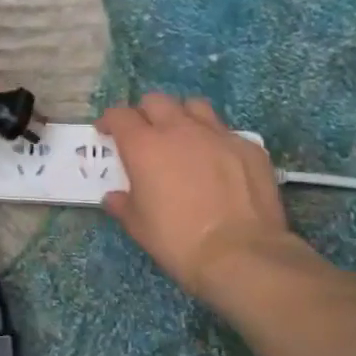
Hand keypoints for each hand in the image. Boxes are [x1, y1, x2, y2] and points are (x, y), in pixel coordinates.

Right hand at [98, 95, 293, 297]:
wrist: (240, 253)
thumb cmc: (178, 240)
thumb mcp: (139, 227)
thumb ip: (123, 204)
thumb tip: (114, 197)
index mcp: (145, 146)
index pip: (120, 116)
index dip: (110, 121)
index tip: (107, 132)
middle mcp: (180, 130)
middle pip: (156, 101)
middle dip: (145, 113)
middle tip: (145, 134)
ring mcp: (218, 134)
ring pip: (195, 107)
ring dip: (183, 117)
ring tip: (183, 138)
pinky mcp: (248, 147)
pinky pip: (227, 133)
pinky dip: (216, 142)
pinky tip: (220, 164)